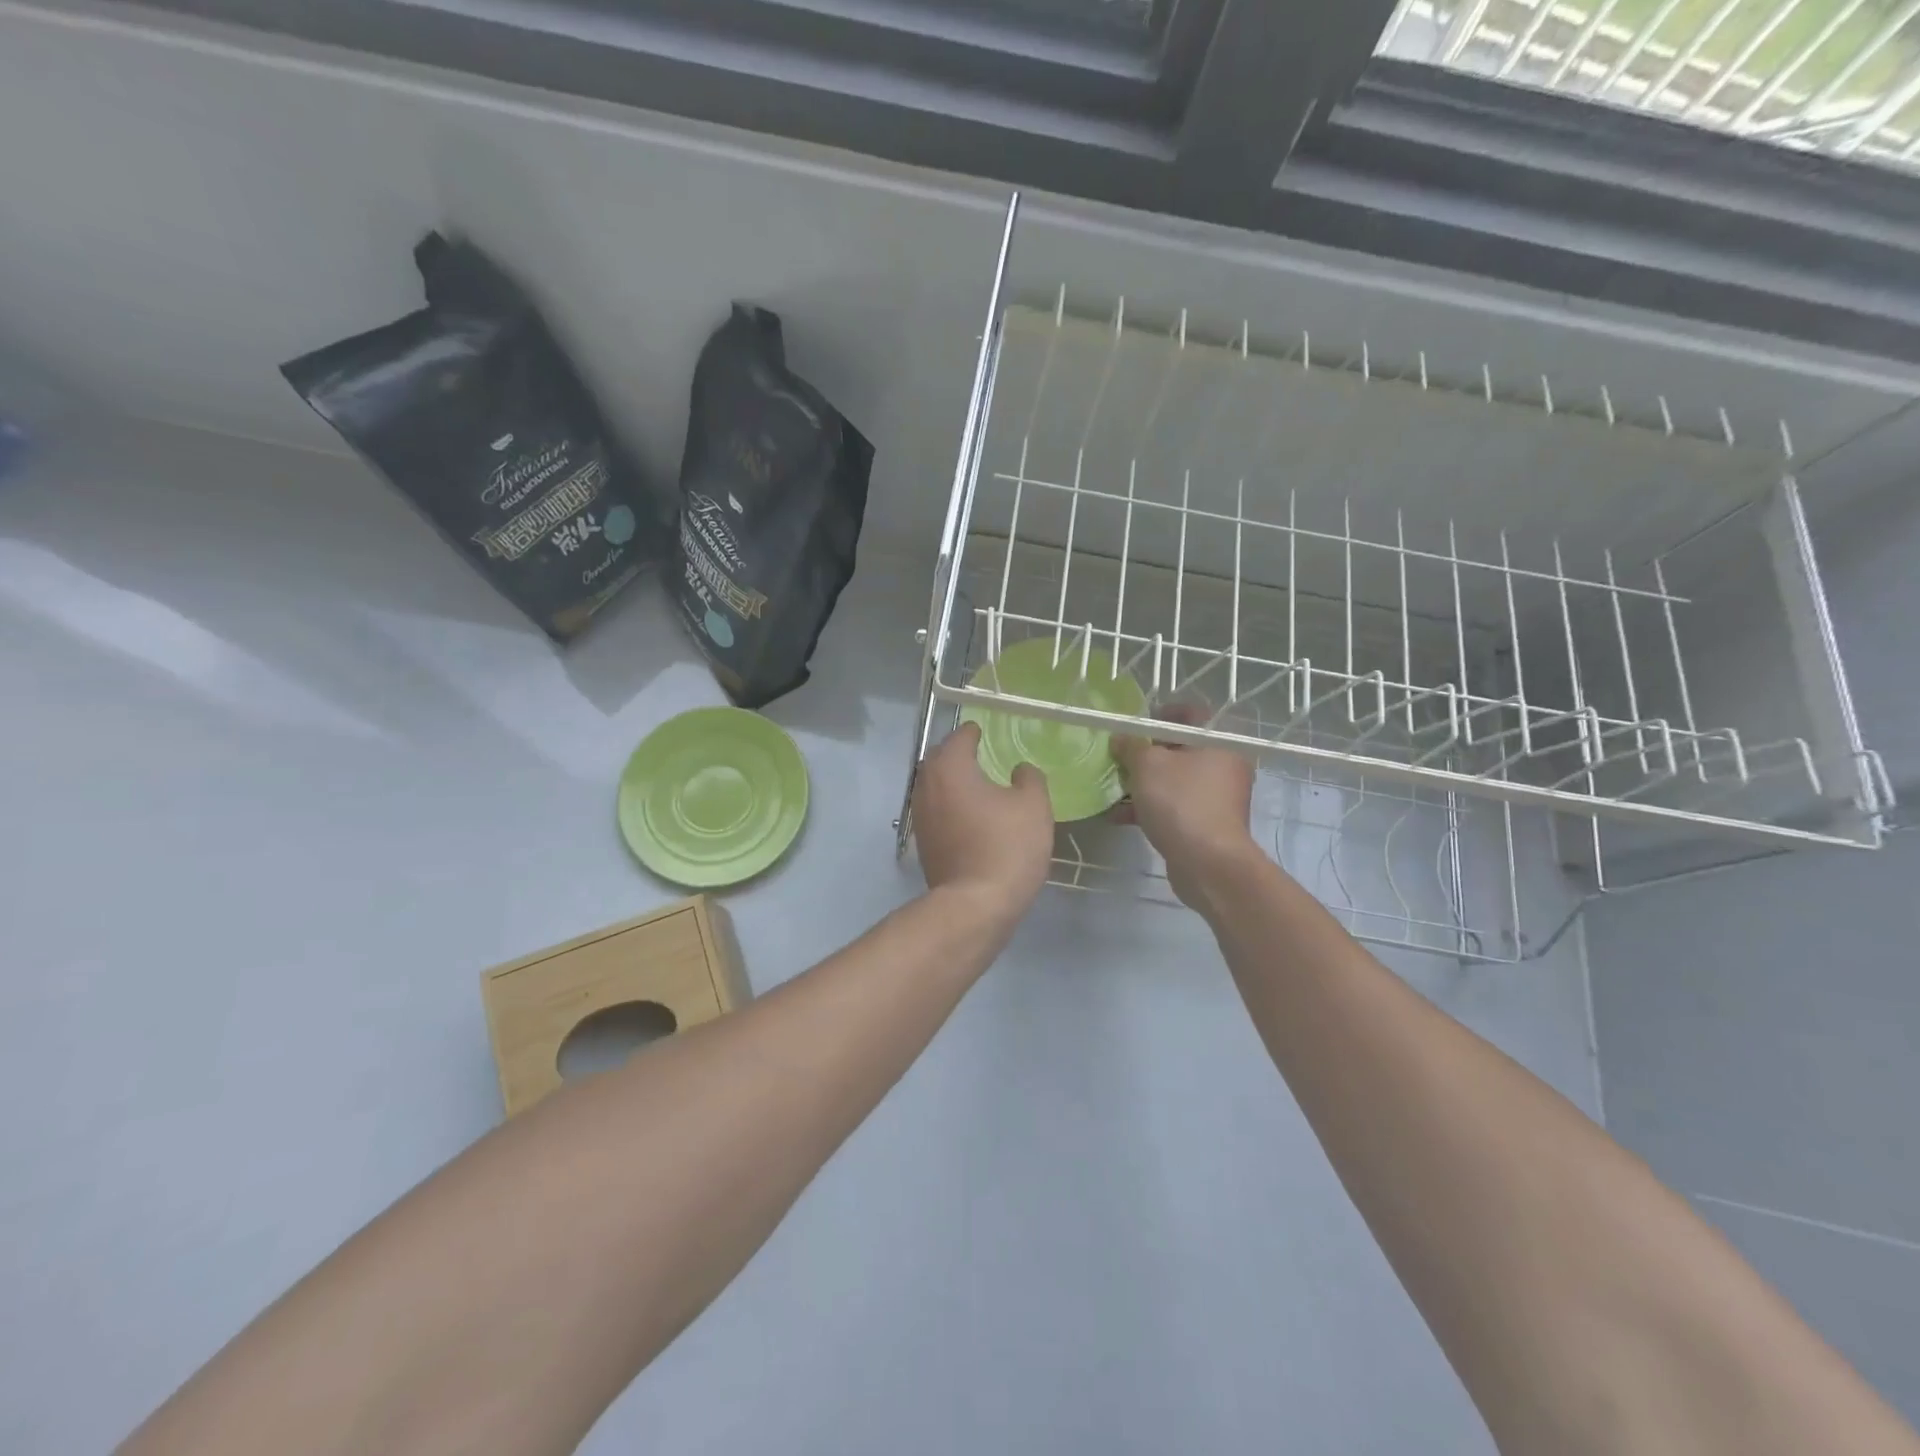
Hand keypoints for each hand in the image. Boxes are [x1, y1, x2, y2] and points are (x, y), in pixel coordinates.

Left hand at [911, 722, 1053, 924]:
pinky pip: (934, 810)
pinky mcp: (923, 842)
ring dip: (950, 780)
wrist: (975, 905)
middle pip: (938, 759)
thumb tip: (1020, 769)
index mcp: (950, 768)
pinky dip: (948, 804)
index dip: (973, 732)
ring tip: (975, 783)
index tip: (983, 731)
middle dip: (956, 753)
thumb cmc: (1006, 847)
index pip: (959, 738)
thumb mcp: (1033, 806)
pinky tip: (968, 814)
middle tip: (978, 753)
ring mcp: (920, 816)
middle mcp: (927, 786)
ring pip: (933, 786)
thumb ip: (1029, 779)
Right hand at [1112, 704, 1259, 907]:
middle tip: (1120, 759)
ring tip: (1114, 790)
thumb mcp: (1147, 765)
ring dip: (1144, 784)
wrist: (1208, 864)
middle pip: (1180, 749)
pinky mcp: (1207, 824)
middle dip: (1146, 755)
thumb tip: (1121, 739)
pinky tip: (1120, 816)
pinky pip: (1175, 807)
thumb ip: (1131, 746)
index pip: (1190, 715)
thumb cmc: (1181, 802)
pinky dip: (1150, 808)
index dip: (1159, 716)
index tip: (1134, 727)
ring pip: (1175, 781)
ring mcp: (1218, 797)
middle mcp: (1224, 765)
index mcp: (1218, 742)